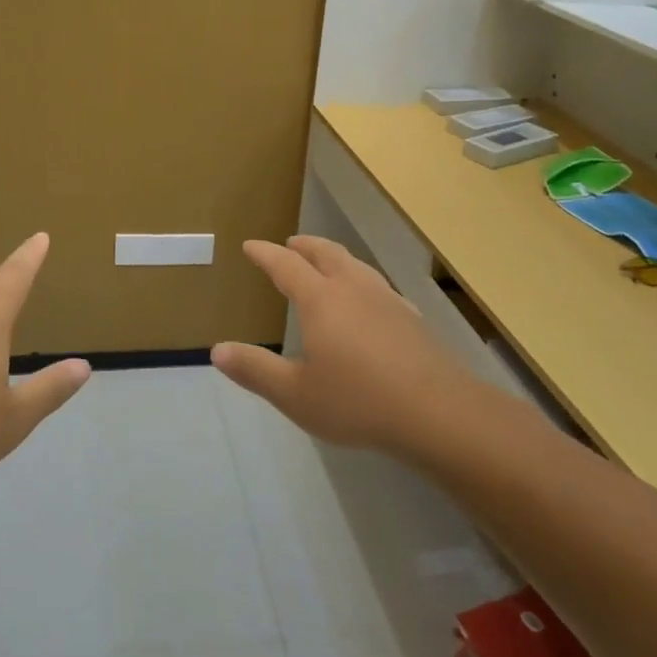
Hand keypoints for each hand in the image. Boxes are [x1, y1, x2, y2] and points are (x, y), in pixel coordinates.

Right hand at [212, 235, 469, 456]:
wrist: (439, 413)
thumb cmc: (358, 401)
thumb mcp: (295, 394)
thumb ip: (255, 370)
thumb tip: (217, 350)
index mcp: (321, 300)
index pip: (286, 265)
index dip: (265, 254)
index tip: (250, 246)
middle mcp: (353, 289)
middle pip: (326, 254)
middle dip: (304, 246)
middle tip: (290, 243)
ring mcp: (387, 301)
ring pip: (356, 265)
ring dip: (335, 257)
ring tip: (327, 264)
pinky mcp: (411, 319)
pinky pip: (379, 286)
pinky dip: (361, 281)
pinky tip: (370, 301)